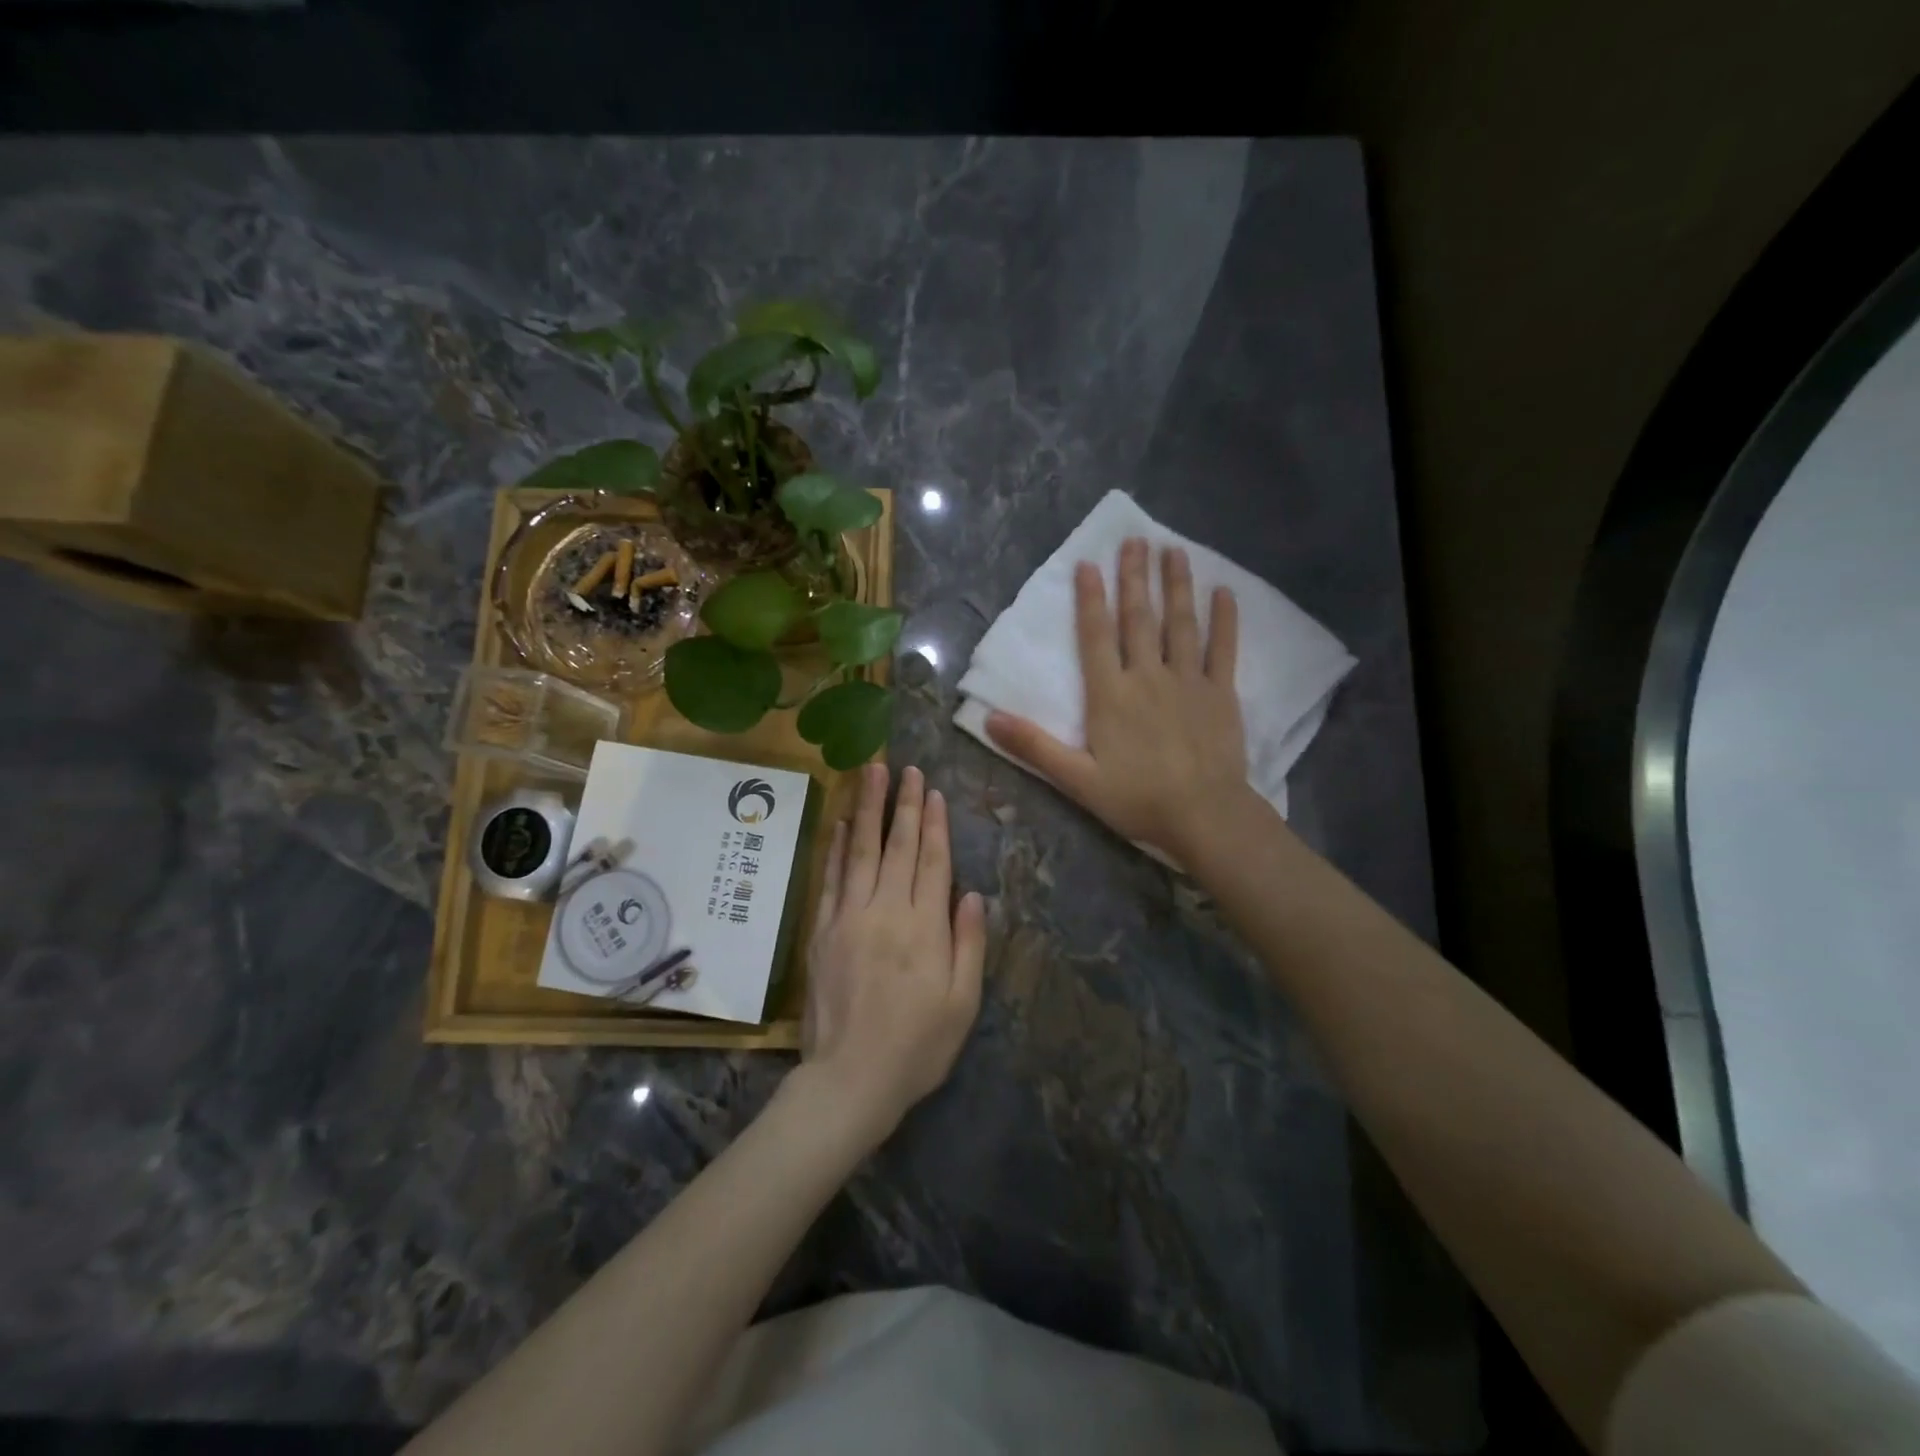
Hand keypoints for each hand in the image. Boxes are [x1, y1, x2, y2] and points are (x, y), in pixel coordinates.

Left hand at [799, 763, 985, 1146]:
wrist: (849, 1080)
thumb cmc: (917, 1047)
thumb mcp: (963, 1003)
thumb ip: (968, 944)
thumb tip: (971, 893)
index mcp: (924, 927)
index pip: (932, 861)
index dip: (934, 823)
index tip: (932, 791)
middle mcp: (885, 911)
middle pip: (897, 846)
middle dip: (903, 804)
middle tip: (905, 768)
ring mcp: (848, 917)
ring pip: (859, 850)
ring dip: (866, 809)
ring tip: (870, 773)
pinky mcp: (822, 931)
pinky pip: (830, 878)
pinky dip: (834, 846)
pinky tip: (838, 822)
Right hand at [988, 538, 1247, 863]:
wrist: (1204, 815)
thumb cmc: (1137, 799)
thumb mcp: (1077, 779)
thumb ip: (1034, 746)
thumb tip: (989, 718)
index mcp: (1110, 695)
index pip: (1096, 636)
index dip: (1090, 599)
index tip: (1089, 564)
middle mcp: (1148, 676)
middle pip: (1138, 618)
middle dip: (1135, 577)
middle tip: (1135, 539)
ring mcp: (1188, 681)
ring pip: (1180, 623)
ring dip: (1176, 585)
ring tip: (1173, 550)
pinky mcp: (1220, 693)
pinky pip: (1223, 648)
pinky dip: (1224, 619)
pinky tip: (1224, 591)